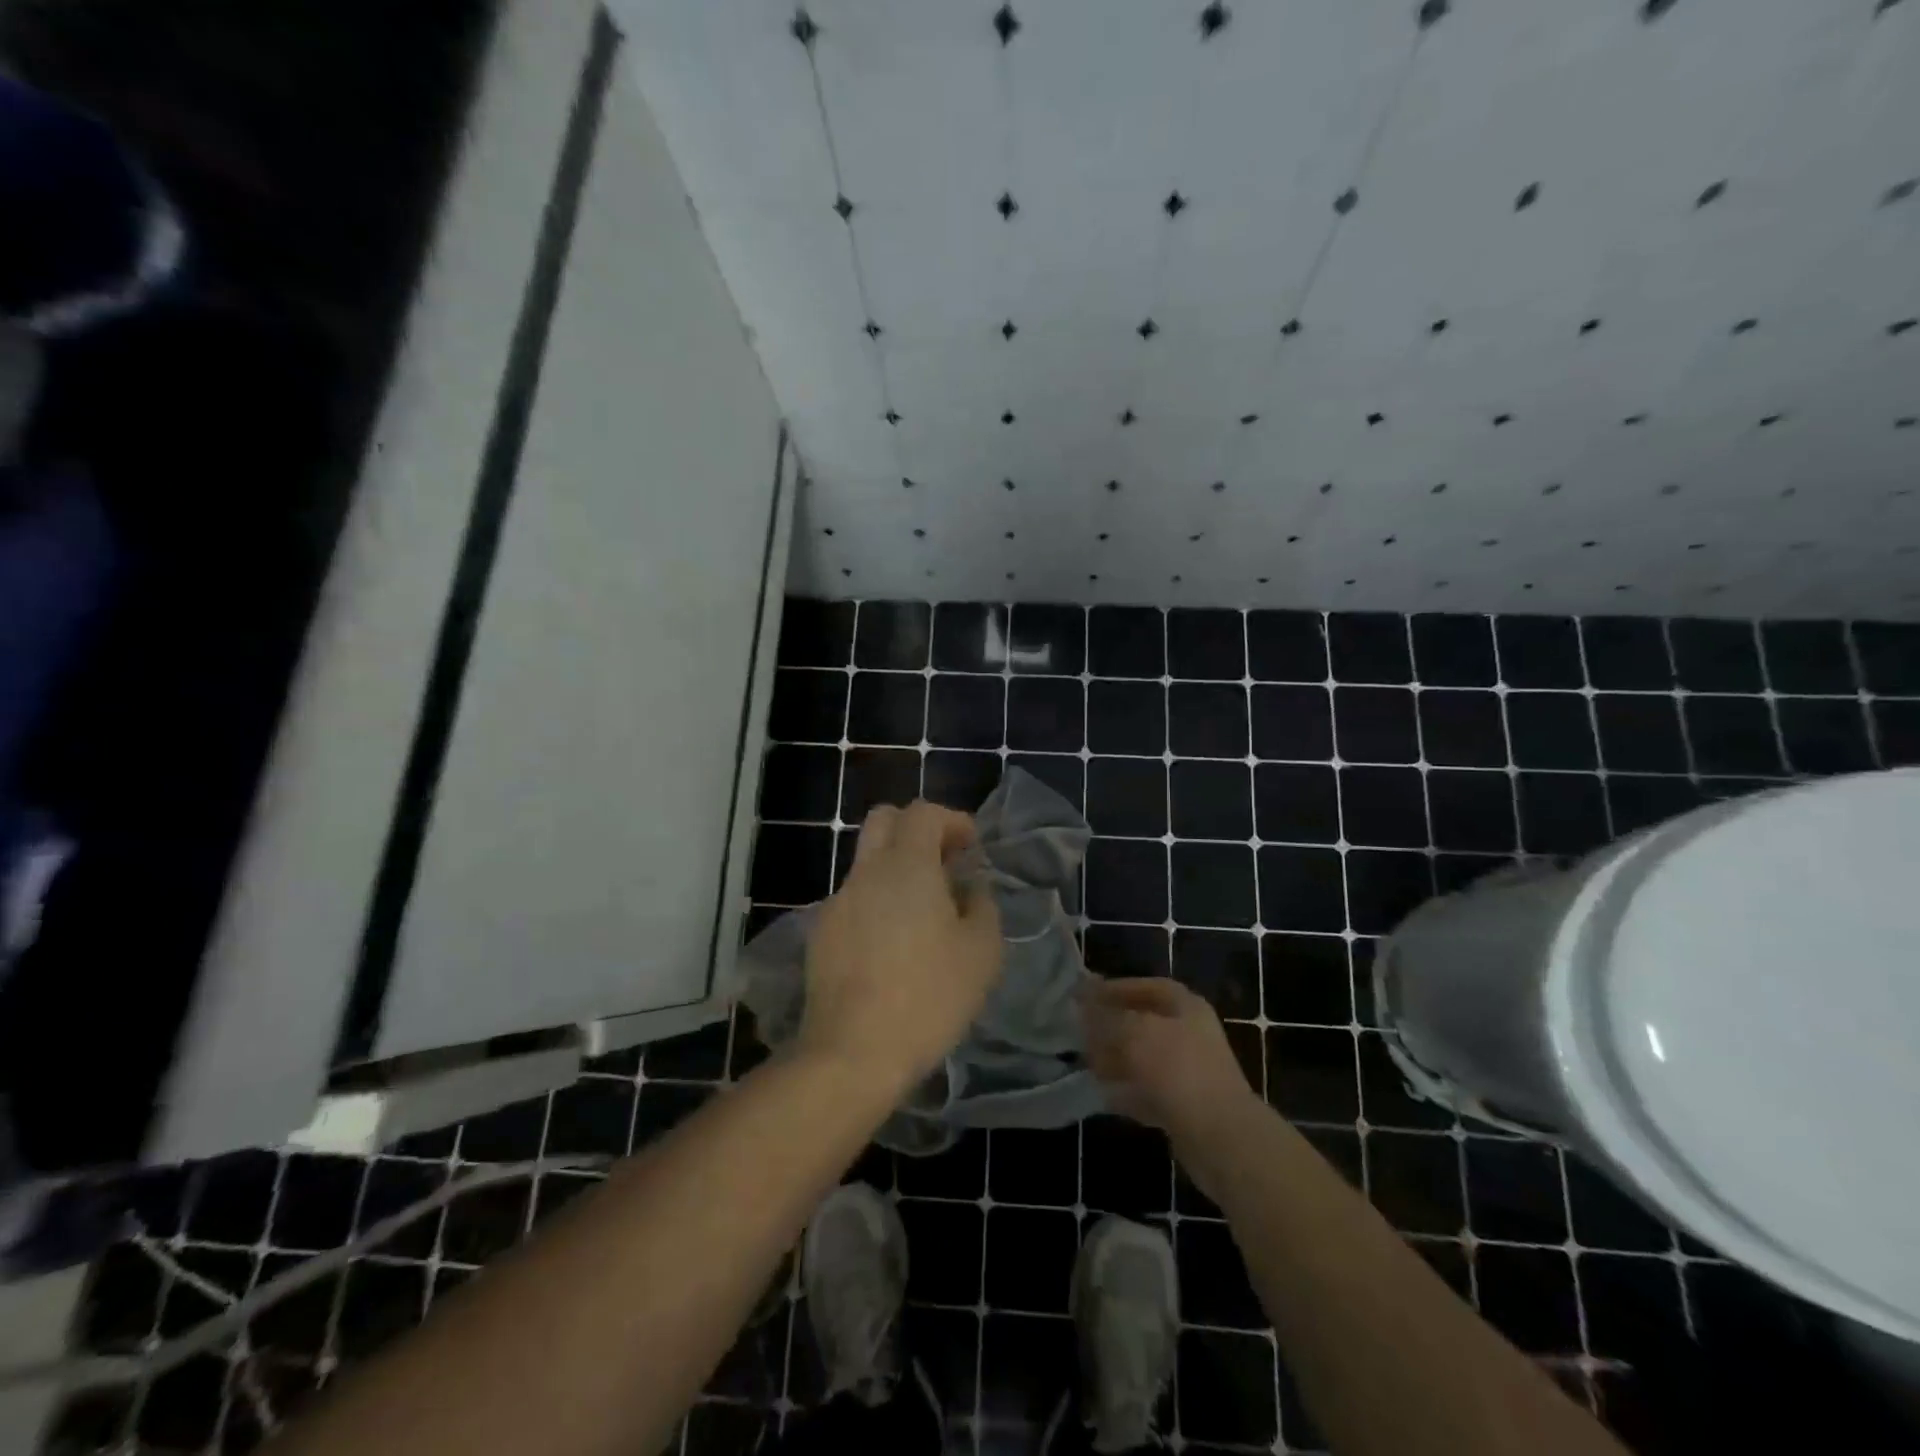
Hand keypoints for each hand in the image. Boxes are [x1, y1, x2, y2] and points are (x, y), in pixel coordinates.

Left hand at [800, 800, 1003, 1093]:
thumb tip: (970, 888)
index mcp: (906, 866)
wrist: (853, 1052)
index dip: (951, 820)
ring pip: (867, 863)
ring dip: (896, 870)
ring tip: (923, 913)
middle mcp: (866, 872)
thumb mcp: (981, 952)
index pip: (922, 812)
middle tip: (943, 864)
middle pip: (884, 820)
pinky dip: (877, 903)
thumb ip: (982, 905)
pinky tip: (892, 947)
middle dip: (916, 830)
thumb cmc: (929, 997)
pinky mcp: (821, 934)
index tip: (970, 848)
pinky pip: (854, 900)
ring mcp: (837, 902)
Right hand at [1082, 977, 1261, 1141]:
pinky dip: (1128, 1091)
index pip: (1148, 987)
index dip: (1117, 989)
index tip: (1087, 996)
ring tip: (1087, 1063)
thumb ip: (1106, 1015)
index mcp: (1186, 1007)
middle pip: (1145, 1023)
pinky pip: (1149, 1091)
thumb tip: (1083, 999)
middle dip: (1112, 1027)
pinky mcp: (1185, 1107)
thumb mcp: (1134, 1032)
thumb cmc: (1176, 1069)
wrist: (1220, 1135)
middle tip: (1081, 1032)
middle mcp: (1191, 1034)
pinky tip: (1104, 1094)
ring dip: (1116, 1060)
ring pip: (1144, 1059)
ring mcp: (1190, 1072)